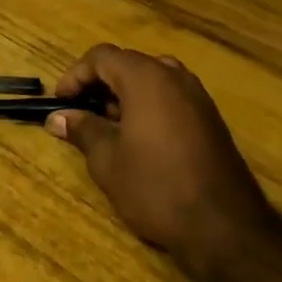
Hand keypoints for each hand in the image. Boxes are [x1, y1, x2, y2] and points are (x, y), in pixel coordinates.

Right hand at [47, 44, 273, 273]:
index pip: (102, 57)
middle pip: (128, 64)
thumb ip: (82, 130)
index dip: (75, 76)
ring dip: (124, 95)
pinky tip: (139, 140)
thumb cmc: (155, 186)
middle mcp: (174, 77)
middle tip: (80, 115)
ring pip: (152, 79)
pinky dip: (148, 106)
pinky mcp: (210, 118)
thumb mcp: (108, 160)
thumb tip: (58, 117)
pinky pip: (171, 97)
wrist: (223, 225)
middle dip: (99, 85)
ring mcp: (197, 96)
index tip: (60, 103)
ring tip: (107, 128)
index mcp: (146, 78)